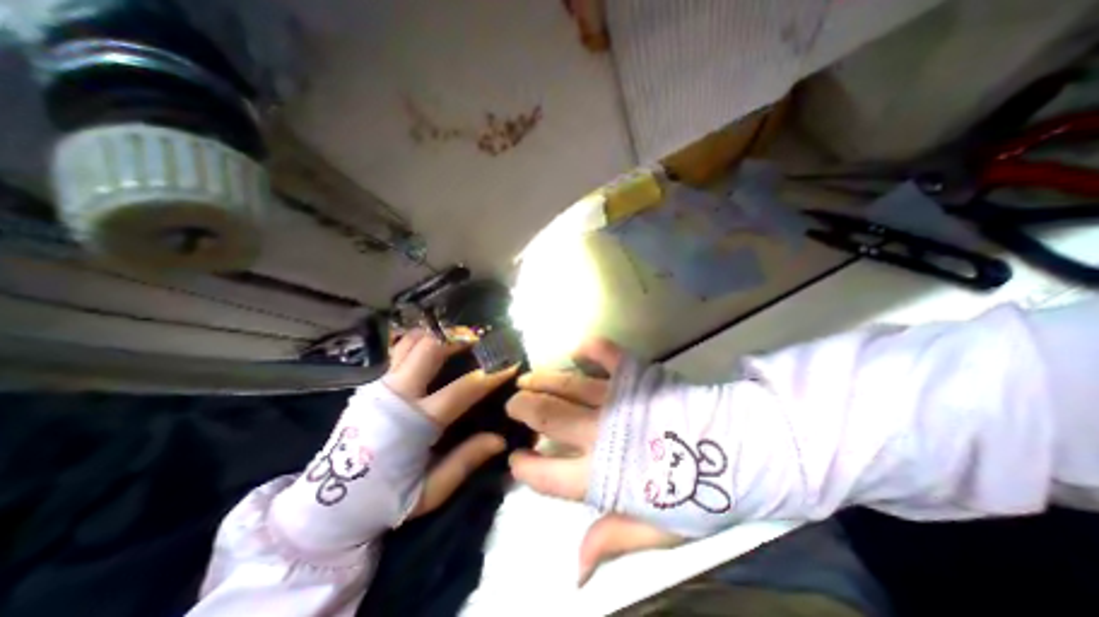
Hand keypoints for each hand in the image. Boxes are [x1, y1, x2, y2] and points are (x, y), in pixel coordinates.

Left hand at [387, 330, 520, 517]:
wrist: (326, 506)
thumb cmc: (385, 500)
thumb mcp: (430, 491)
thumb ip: (465, 461)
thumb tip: (500, 438)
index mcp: (414, 423)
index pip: (462, 389)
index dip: (490, 375)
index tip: (508, 364)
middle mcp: (396, 395)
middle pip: (430, 349)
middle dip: (458, 339)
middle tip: (478, 339)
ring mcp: (379, 386)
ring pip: (411, 342)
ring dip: (436, 335)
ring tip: (456, 338)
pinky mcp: (370, 385)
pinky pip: (397, 350)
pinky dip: (417, 340)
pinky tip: (430, 344)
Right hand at [503, 338, 678, 582]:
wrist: (736, 451)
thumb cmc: (696, 494)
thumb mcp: (656, 530)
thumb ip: (612, 539)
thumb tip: (575, 572)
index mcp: (602, 474)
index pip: (548, 474)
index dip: (525, 467)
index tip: (515, 459)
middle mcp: (599, 432)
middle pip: (548, 417)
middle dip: (524, 409)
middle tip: (513, 405)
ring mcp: (615, 399)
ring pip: (567, 385)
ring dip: (542, 380)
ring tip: (526, 379)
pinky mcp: (634, 375)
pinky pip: (608, 355)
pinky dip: (592, 348)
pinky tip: (578, 348)